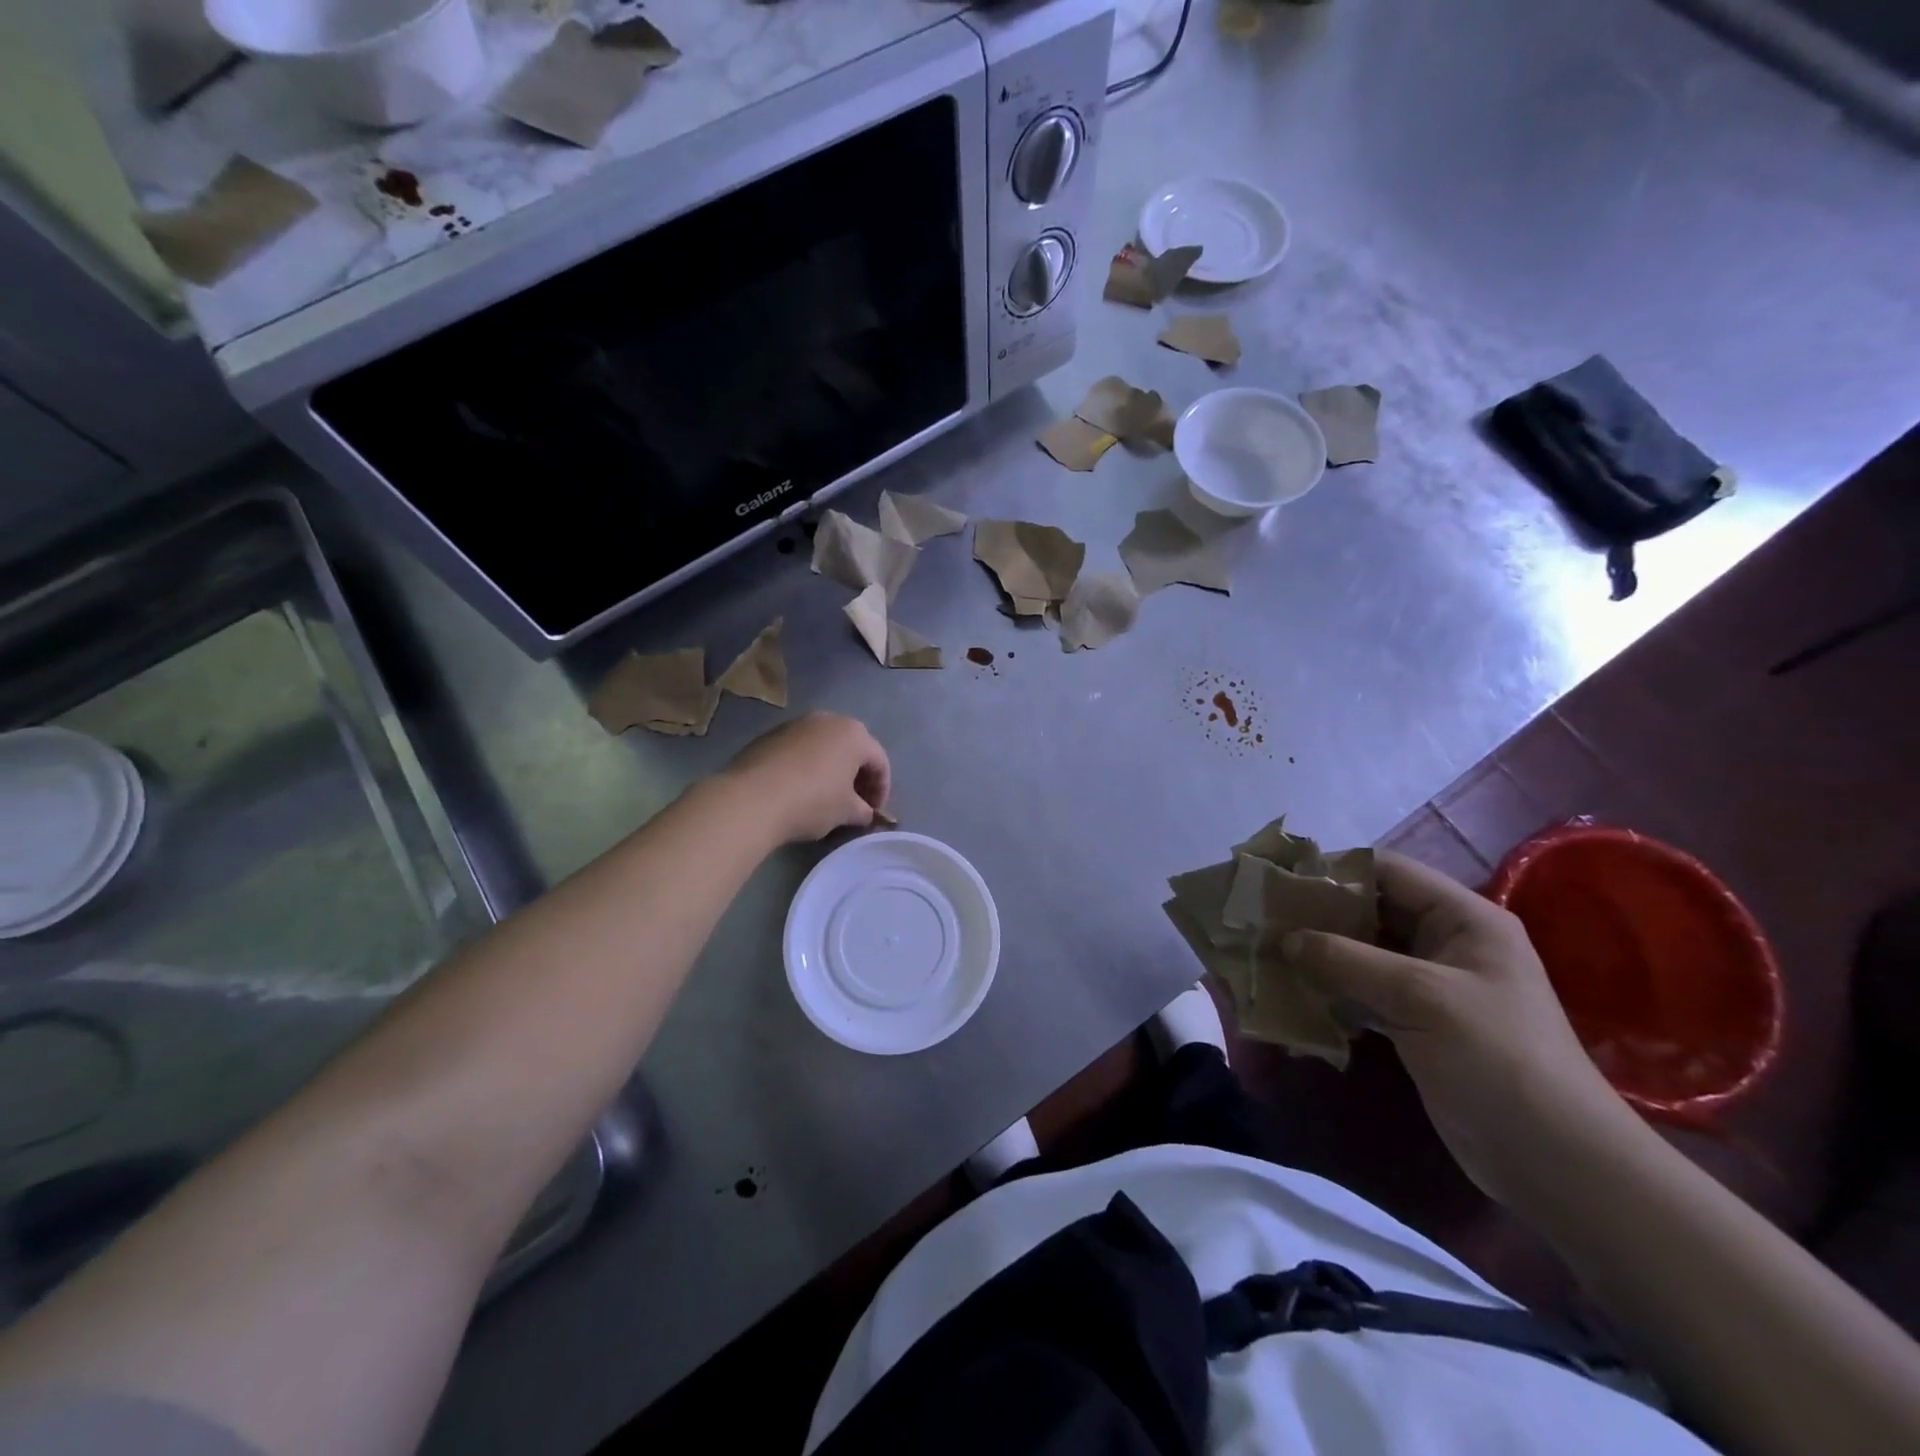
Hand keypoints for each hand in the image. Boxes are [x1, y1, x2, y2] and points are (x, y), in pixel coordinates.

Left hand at [720, 712, 889, 844]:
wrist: (751, 799)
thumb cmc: (812, 801)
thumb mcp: (846, 812)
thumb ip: (863, 810)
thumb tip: (864, 812)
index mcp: (854, 734)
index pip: (880, 761)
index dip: (882, 789)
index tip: (874, 812)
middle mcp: (828, 720)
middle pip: (852, 748)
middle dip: (857, 775)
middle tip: (855, 803)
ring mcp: (796, 724)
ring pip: (824, 746)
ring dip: (831, 769)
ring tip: (827, 796)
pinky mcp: (770, 735)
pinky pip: (799, 750)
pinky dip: (806, 767)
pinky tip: (799, 790)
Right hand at [1283, 851, 1626, 1203]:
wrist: (1555, 1162)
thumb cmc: (1497, 1059)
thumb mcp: (1420, 998)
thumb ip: (1346, 960)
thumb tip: (1284, 938)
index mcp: (1463, 918)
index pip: (1388, 870)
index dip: (1333, 869)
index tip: (1278, 879)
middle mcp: (1446, 942)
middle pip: (1370, 909)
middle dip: (1317, 913)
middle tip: (1262, 917)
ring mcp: (1431, 984)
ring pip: (1361, 952)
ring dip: (1318, 952)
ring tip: (1266, 951)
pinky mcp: (1416, 1021)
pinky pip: (1363, 989)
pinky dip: (1330, 988)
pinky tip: (1292, 991)